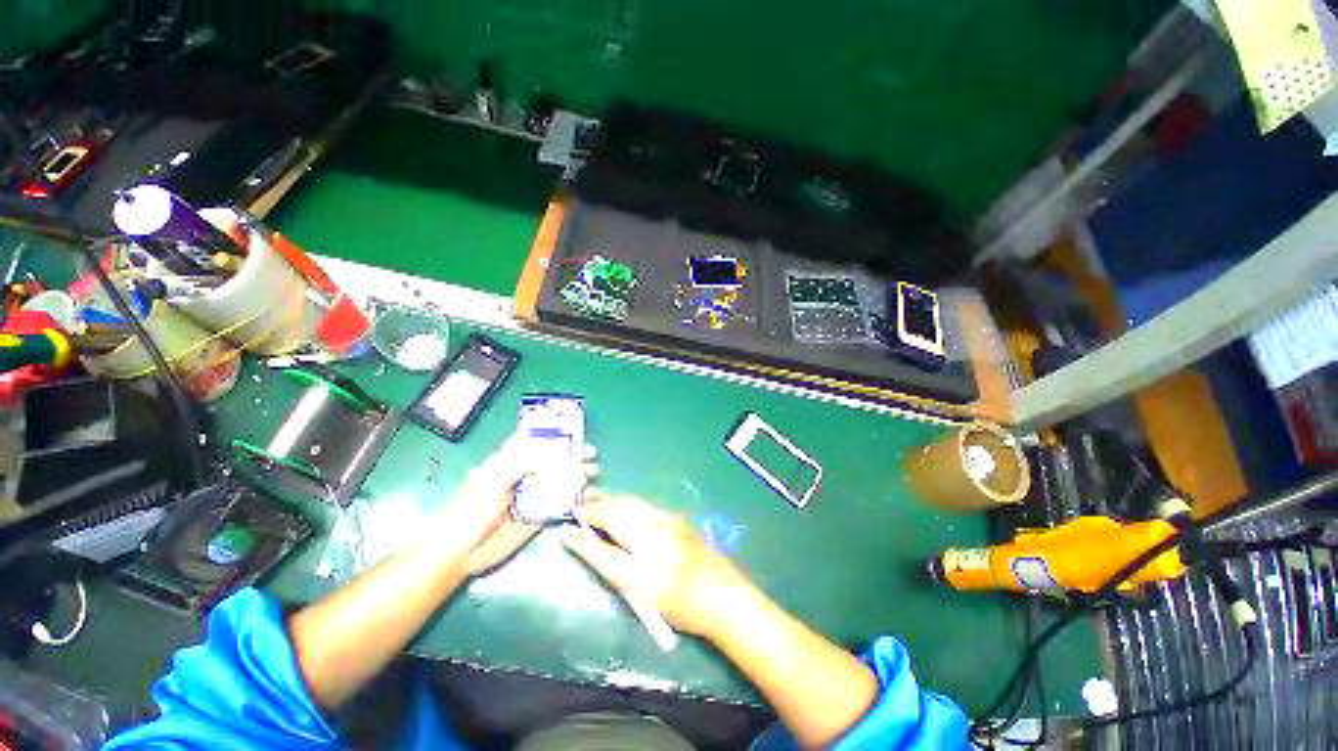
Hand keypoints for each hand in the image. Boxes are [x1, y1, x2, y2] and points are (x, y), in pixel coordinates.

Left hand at [436, 435, 597, 575]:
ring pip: (560, 482)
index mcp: (508, 462)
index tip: (575, 431)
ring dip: (577, 477)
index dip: (552, 435)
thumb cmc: (469, 510)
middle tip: (591, 454)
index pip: (533, 442)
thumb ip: (525, 464)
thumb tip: (556, 455)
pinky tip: (591, 497)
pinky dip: (577, 501)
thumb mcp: (495, 479)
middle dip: (572, 456)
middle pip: (552, 461)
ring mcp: (531, 497)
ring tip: (595, 473)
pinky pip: (561, 506)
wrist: (458, 553)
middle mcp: (522, 476)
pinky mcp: (537, 518)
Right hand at [562, 494, 747, 636]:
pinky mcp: (676, 517)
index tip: (567, 529)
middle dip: (595, 508)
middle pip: (616, 511)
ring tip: (597, 507)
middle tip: (580, 512)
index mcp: (643, 563)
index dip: (582, 533)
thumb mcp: (642, 594)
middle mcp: (653, 534)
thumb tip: (588, 544)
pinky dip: (627, 504)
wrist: (724, 595)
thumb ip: (612, 566)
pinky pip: (643, 504)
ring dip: (610, 503)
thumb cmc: (681, 605)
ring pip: (630, 502)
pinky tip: (623, 510)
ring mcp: (667, 521)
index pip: (603, 541)